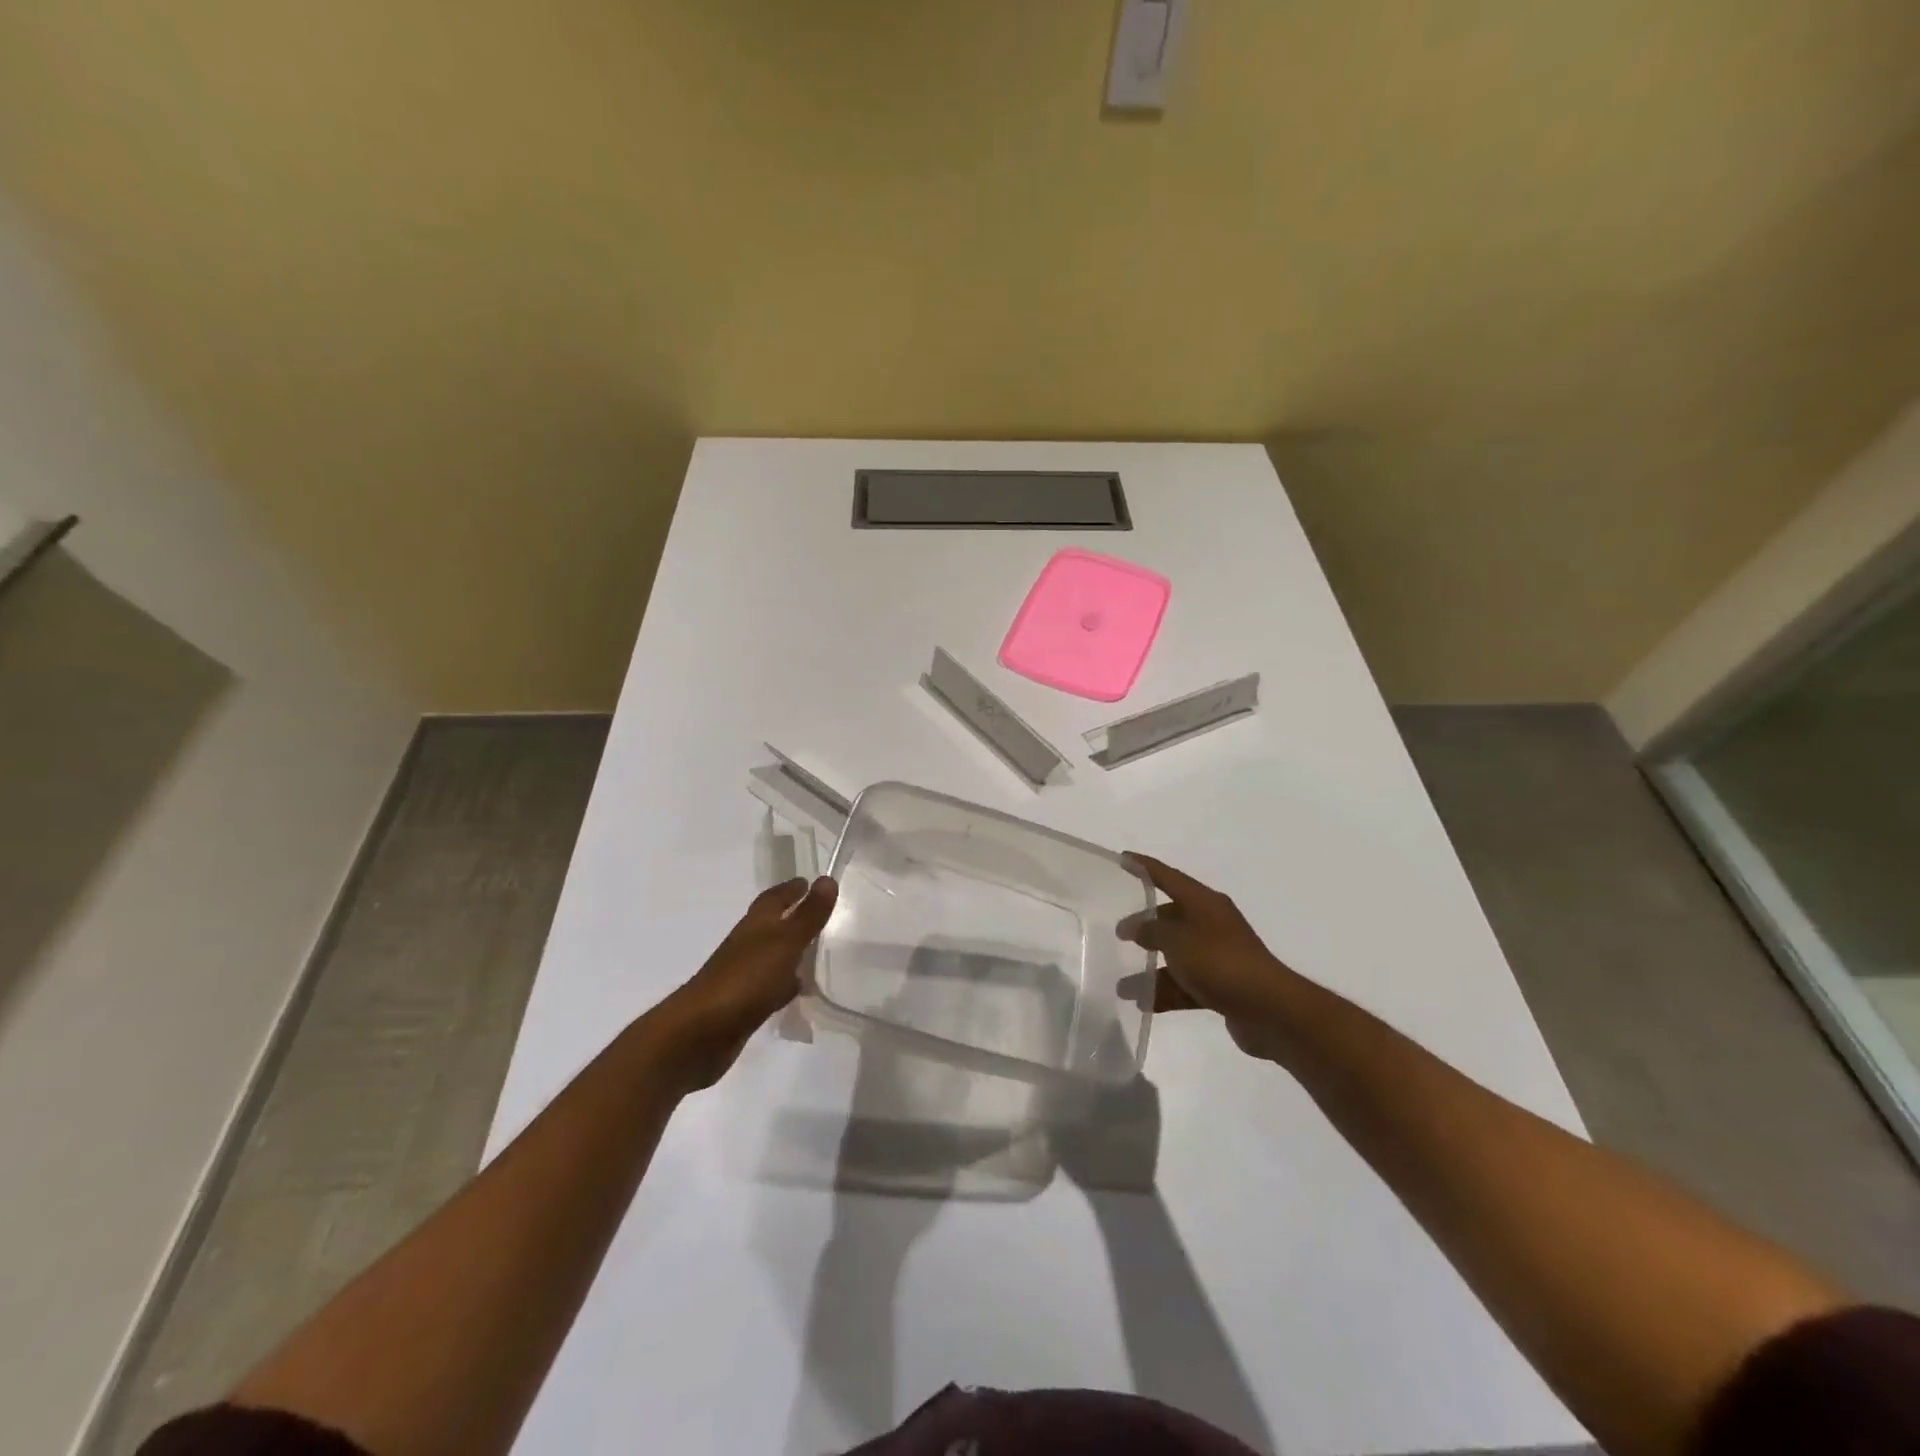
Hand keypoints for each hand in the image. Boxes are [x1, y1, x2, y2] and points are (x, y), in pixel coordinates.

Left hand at [657, 876, 836, 1088]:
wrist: (701, 1032)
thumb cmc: (746, 978)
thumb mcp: (785, 942)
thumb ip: (808, 915)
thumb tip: (827, 879)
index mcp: (755, 925)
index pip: (774, 898)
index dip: (791, 889)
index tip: (809, 882)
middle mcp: (747, 945)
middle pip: (770, 925)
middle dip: (791, 918)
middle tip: (818, 914)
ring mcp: (743, 976)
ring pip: (771, 956)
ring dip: (790, 952)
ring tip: (816, 951)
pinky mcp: (743, 1005)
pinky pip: (770, 987)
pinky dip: (784, 984)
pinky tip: (798, 991)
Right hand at [1119, 853, 1300, 1063]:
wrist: (1268, 1009)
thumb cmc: (1219, 961)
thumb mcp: (1177, 940)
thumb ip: (1150, 930)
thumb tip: (1134, 927)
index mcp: (1205, 903)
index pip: (1169, 877)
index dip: (1145, 867)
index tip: (1123, 858)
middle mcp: (1212, 923)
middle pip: (1172, 918)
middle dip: (1145, 926)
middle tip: (1118, 933)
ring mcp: (1217, 955)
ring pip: (1177, 955)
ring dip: (1150, 968)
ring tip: (1123, 984)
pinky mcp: (1221, 985)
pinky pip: (1185, 983)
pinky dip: (1165, 991)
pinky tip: (1142, 1003)